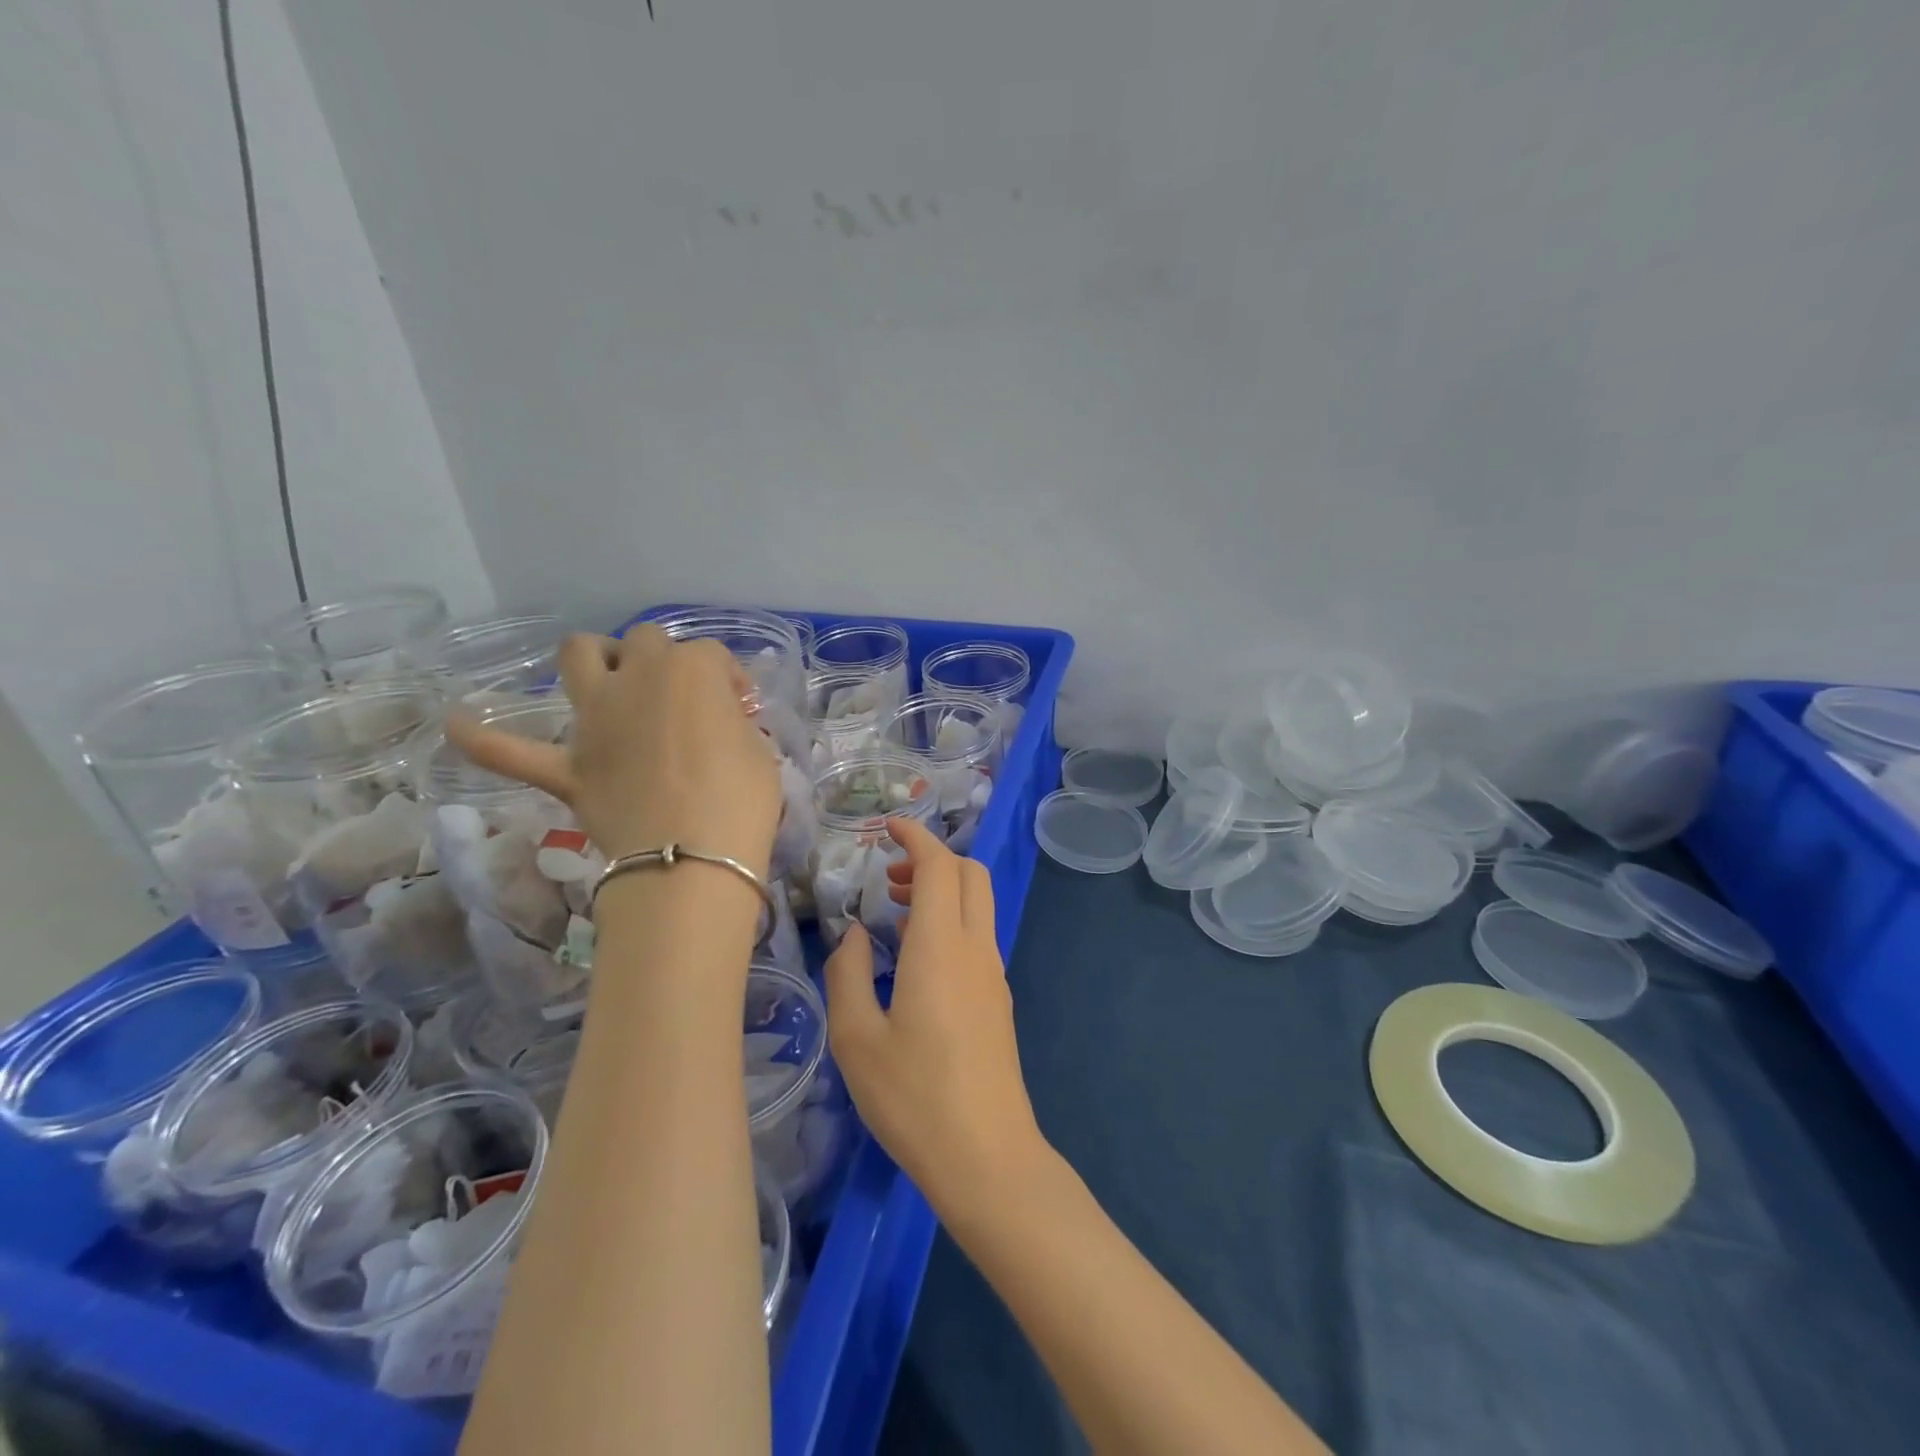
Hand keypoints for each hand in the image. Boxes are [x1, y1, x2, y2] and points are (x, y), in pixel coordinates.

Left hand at [445, 628, 780, 879]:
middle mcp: (638, 679)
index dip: (729, 680)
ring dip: (591, 659)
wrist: (690, 860)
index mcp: (692, 672)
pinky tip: (456, 723)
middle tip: (683, 699)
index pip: (713, 656)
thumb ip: (733, 726)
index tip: (741, 709)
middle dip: (666, 660)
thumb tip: (718, 726)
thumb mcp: (759, 752)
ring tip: (607, 679)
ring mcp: (595, 720)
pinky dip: (483, 738)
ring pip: (577, 657)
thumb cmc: (741, 802)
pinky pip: (509, 751)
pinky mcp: (568, 767)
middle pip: (645, 641)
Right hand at [824, 817, 1047, 1218]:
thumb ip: (848, 973)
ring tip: (897, 913)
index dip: (916, 837)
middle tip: (891, 877)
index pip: (939, 865)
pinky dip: (951, 920)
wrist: (988, 1157)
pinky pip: (978, 935)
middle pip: (970, 874)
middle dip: (933, 859)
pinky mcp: (999, 999)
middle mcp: (976, 948)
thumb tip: (855, 933)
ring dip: (943, 890)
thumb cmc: (914, 1098)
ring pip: (978, 903)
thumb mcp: (856, 1038)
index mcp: (941, 946)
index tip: (888, 828)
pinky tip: (918, 957)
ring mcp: (993, 974)